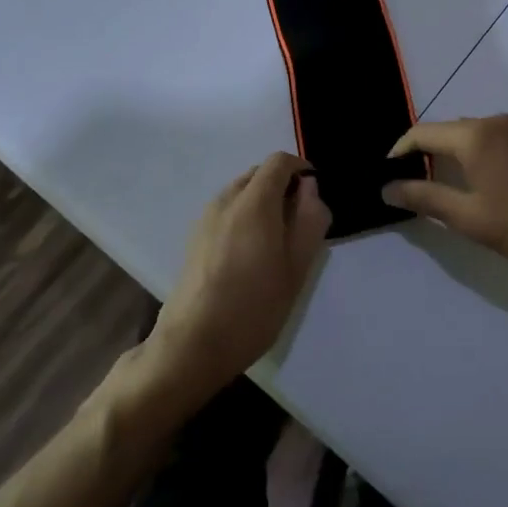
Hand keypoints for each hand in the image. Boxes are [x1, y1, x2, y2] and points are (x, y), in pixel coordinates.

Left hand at [147, 153, 331, 402]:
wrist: (192, 345)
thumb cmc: (254, 307)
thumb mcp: (296, 268)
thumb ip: (308, 220)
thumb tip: (310, 188)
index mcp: (254, 203)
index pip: (279, 162)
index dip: (301, 169)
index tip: (315, 194)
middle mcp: (226, 201)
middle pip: (258, 173)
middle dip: (282, 185)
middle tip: (301, 221)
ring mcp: (205, 218)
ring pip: (241, 191)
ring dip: (263, 201)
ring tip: (277, 240)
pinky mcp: (194, 237)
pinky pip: (226, 210)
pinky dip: (245, 215)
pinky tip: (251, 253)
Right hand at [381, 115, 507, 274]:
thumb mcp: (468, 217)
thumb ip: (425, 198)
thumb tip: (387, 188)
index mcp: (474, 135)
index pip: (422, 133)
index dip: (398, 152)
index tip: (386, 175)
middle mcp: (493, 122)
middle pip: (446, 131)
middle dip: (422, 153)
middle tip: (407, 184)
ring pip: (469, 135)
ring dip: (448, 155)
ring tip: (435, 185)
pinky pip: (490, 140)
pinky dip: (472, 155)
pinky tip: (473, 182)